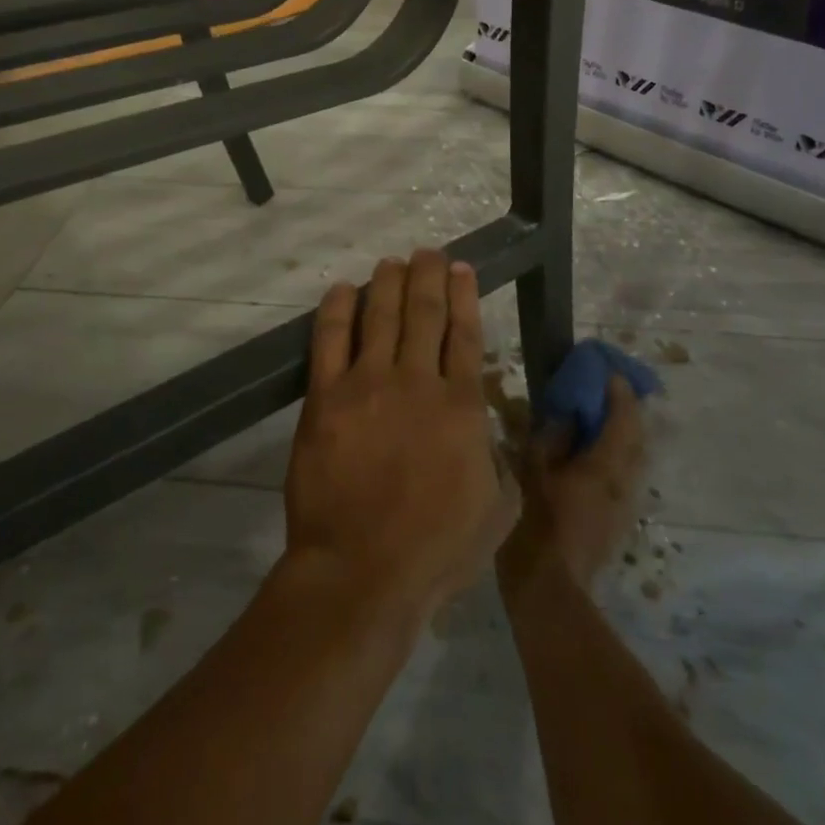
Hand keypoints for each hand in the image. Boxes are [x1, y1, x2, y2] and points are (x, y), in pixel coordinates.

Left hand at [283, 250, 519, 626]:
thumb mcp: (498, 509)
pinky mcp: (325, 397)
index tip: (462, 268)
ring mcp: (367, 384)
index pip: (465, 333)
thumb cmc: (436, 549)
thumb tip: (488, 431)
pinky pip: (330, 339)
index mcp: (461, 405)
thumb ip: (499, 459)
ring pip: (381, 315)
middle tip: (427, 253)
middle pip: (424, 311)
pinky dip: (338, 308)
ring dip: (388, 282)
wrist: (362, 571)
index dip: (464, 295)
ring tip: (392, 262)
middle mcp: (417, 381)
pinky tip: (344, 289)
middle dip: (428, 275)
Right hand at [498, 376, 645, 597]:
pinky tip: (589, 458)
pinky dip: (613, 456)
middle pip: (637, 437)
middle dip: (626, 410)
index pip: (624, 418)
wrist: (549, 594)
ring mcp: (624, 505)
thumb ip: (551, 440)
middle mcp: (624, 482)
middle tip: (604, 391)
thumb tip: (566, 417)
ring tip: (596, 420)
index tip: (607, 371)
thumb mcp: (532, 474)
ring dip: (621, 434)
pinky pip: (623, 476)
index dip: (619, 391)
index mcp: (605, 466)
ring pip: (633, 459)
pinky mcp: (617, 522)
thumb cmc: (535, 527)